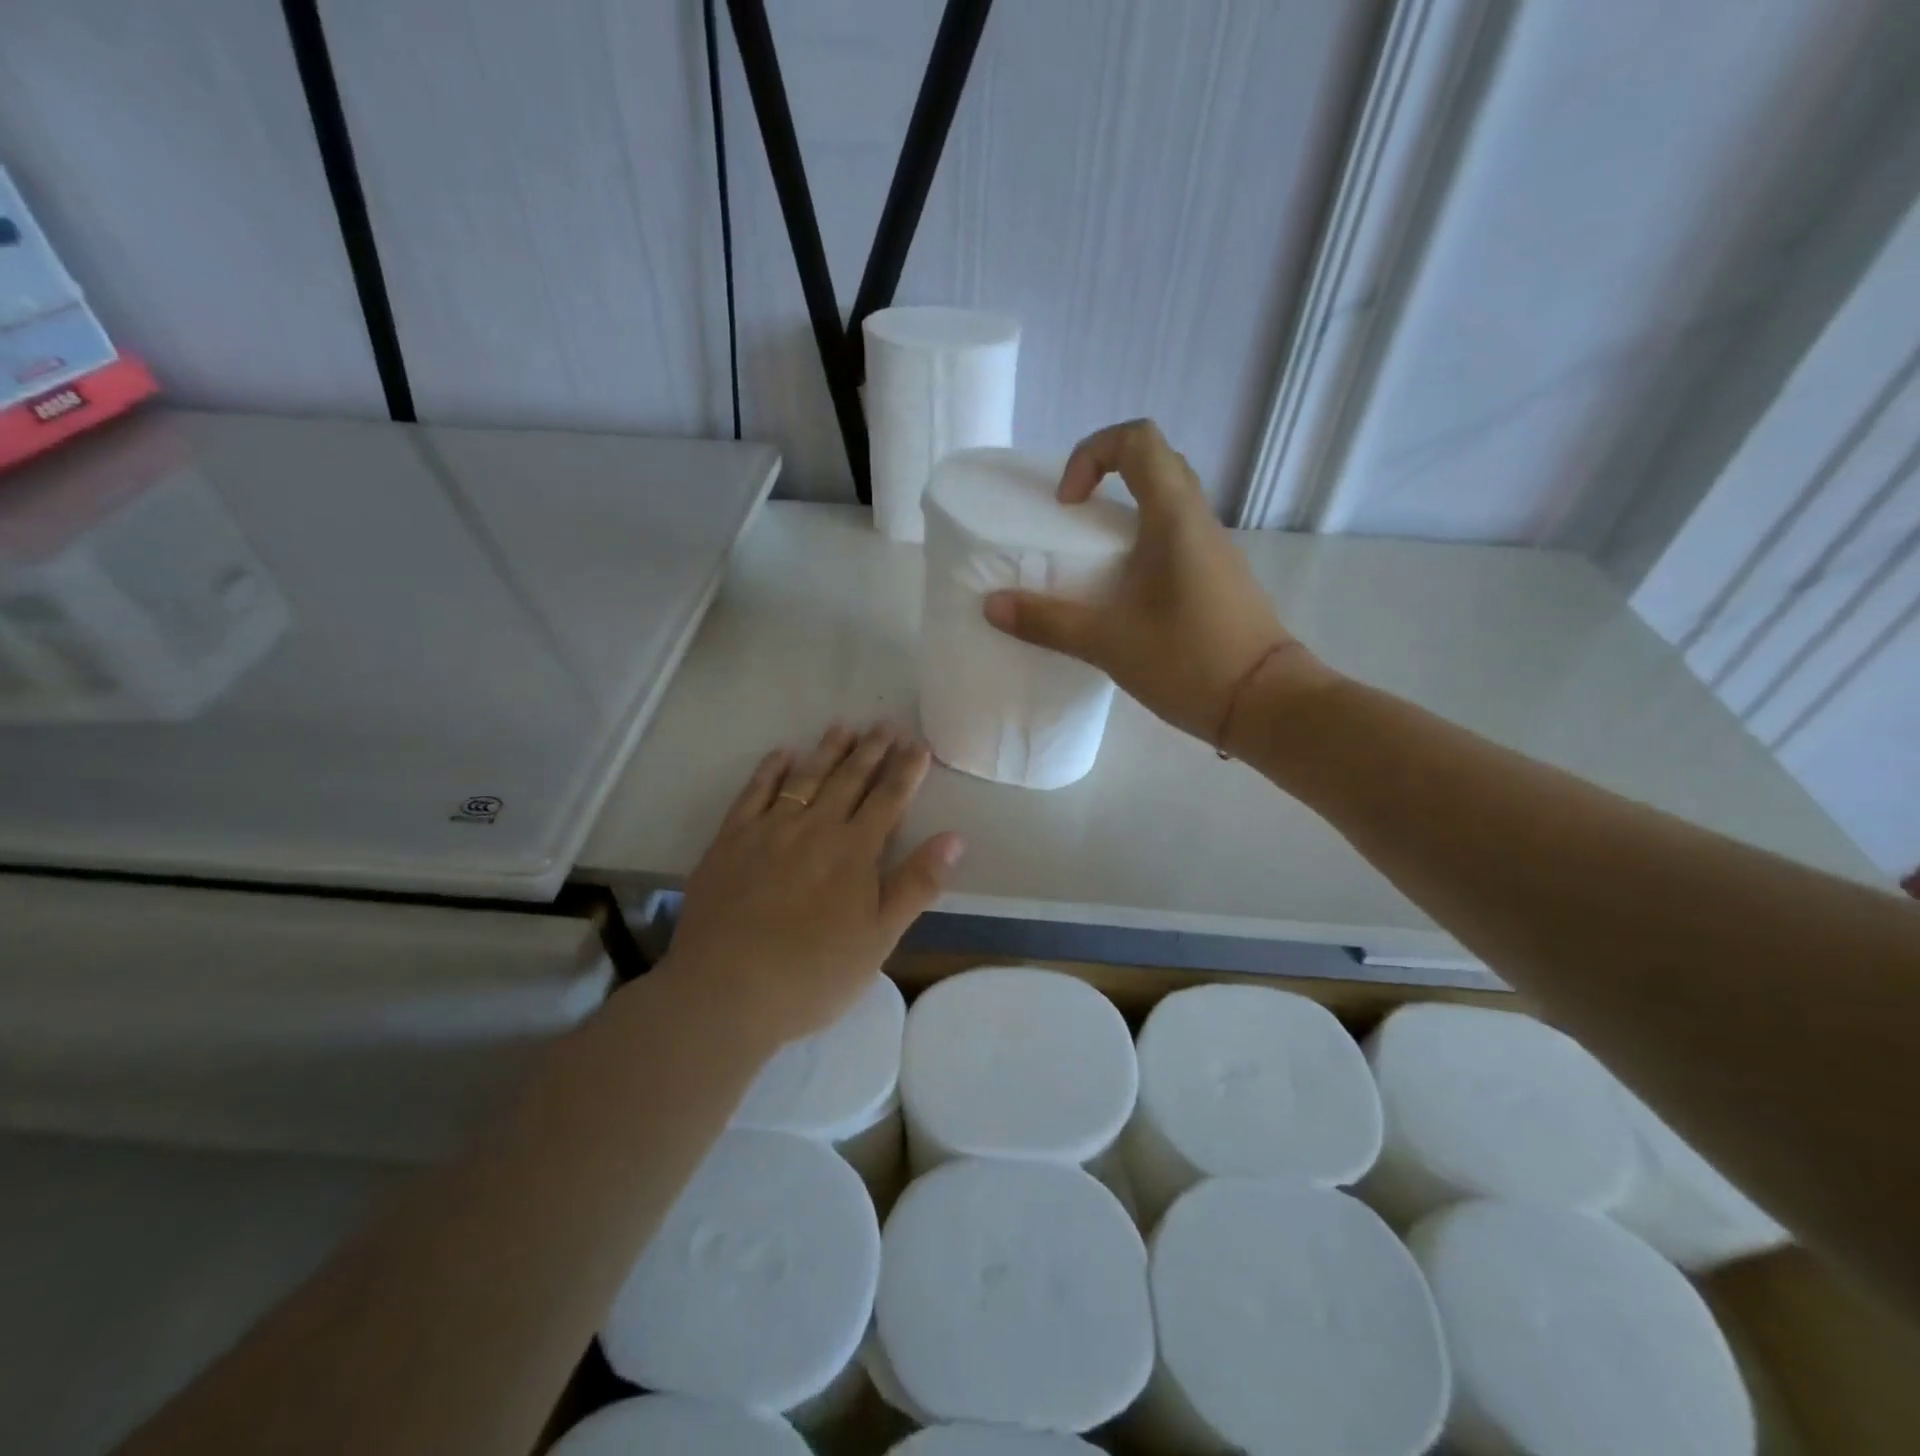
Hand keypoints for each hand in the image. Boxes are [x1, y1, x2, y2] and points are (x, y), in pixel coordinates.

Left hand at [662, 723, 963, 1047]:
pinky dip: (771, 769)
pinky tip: (782, 754)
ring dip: (828, 751)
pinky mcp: (731, 839)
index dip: (906, 771)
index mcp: (854, 852)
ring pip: (806, 777)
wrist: (725, 991)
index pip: (888, 800)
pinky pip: (754, 792)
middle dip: (872, 750)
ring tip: (844, 727)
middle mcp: (815, 828)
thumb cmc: (812, 975)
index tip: (918, 745)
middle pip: (849, 779)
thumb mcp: (879, 940)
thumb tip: (955, 838)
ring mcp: (770, 830)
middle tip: (886, 724)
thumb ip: (916, 884)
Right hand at [982, 419, 1330, 747]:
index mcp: (1175, 519)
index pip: (1138, 440)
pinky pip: (1176, 539)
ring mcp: (1213, 551)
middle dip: (1106, 478)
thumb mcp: (1108, 643)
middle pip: (1155, 464)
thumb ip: (1048, 621)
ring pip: (1168, 503)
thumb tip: (992, 606)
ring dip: (1124, 515)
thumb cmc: (1190, 662)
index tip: (1068, 505)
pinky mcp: (1218, 580)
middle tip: (1073, 521)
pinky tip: (1123, 597)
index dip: (1092, 454)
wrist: (1267, 704)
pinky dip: (1142, 546)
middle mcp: (1199, 522)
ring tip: (1091, 564)